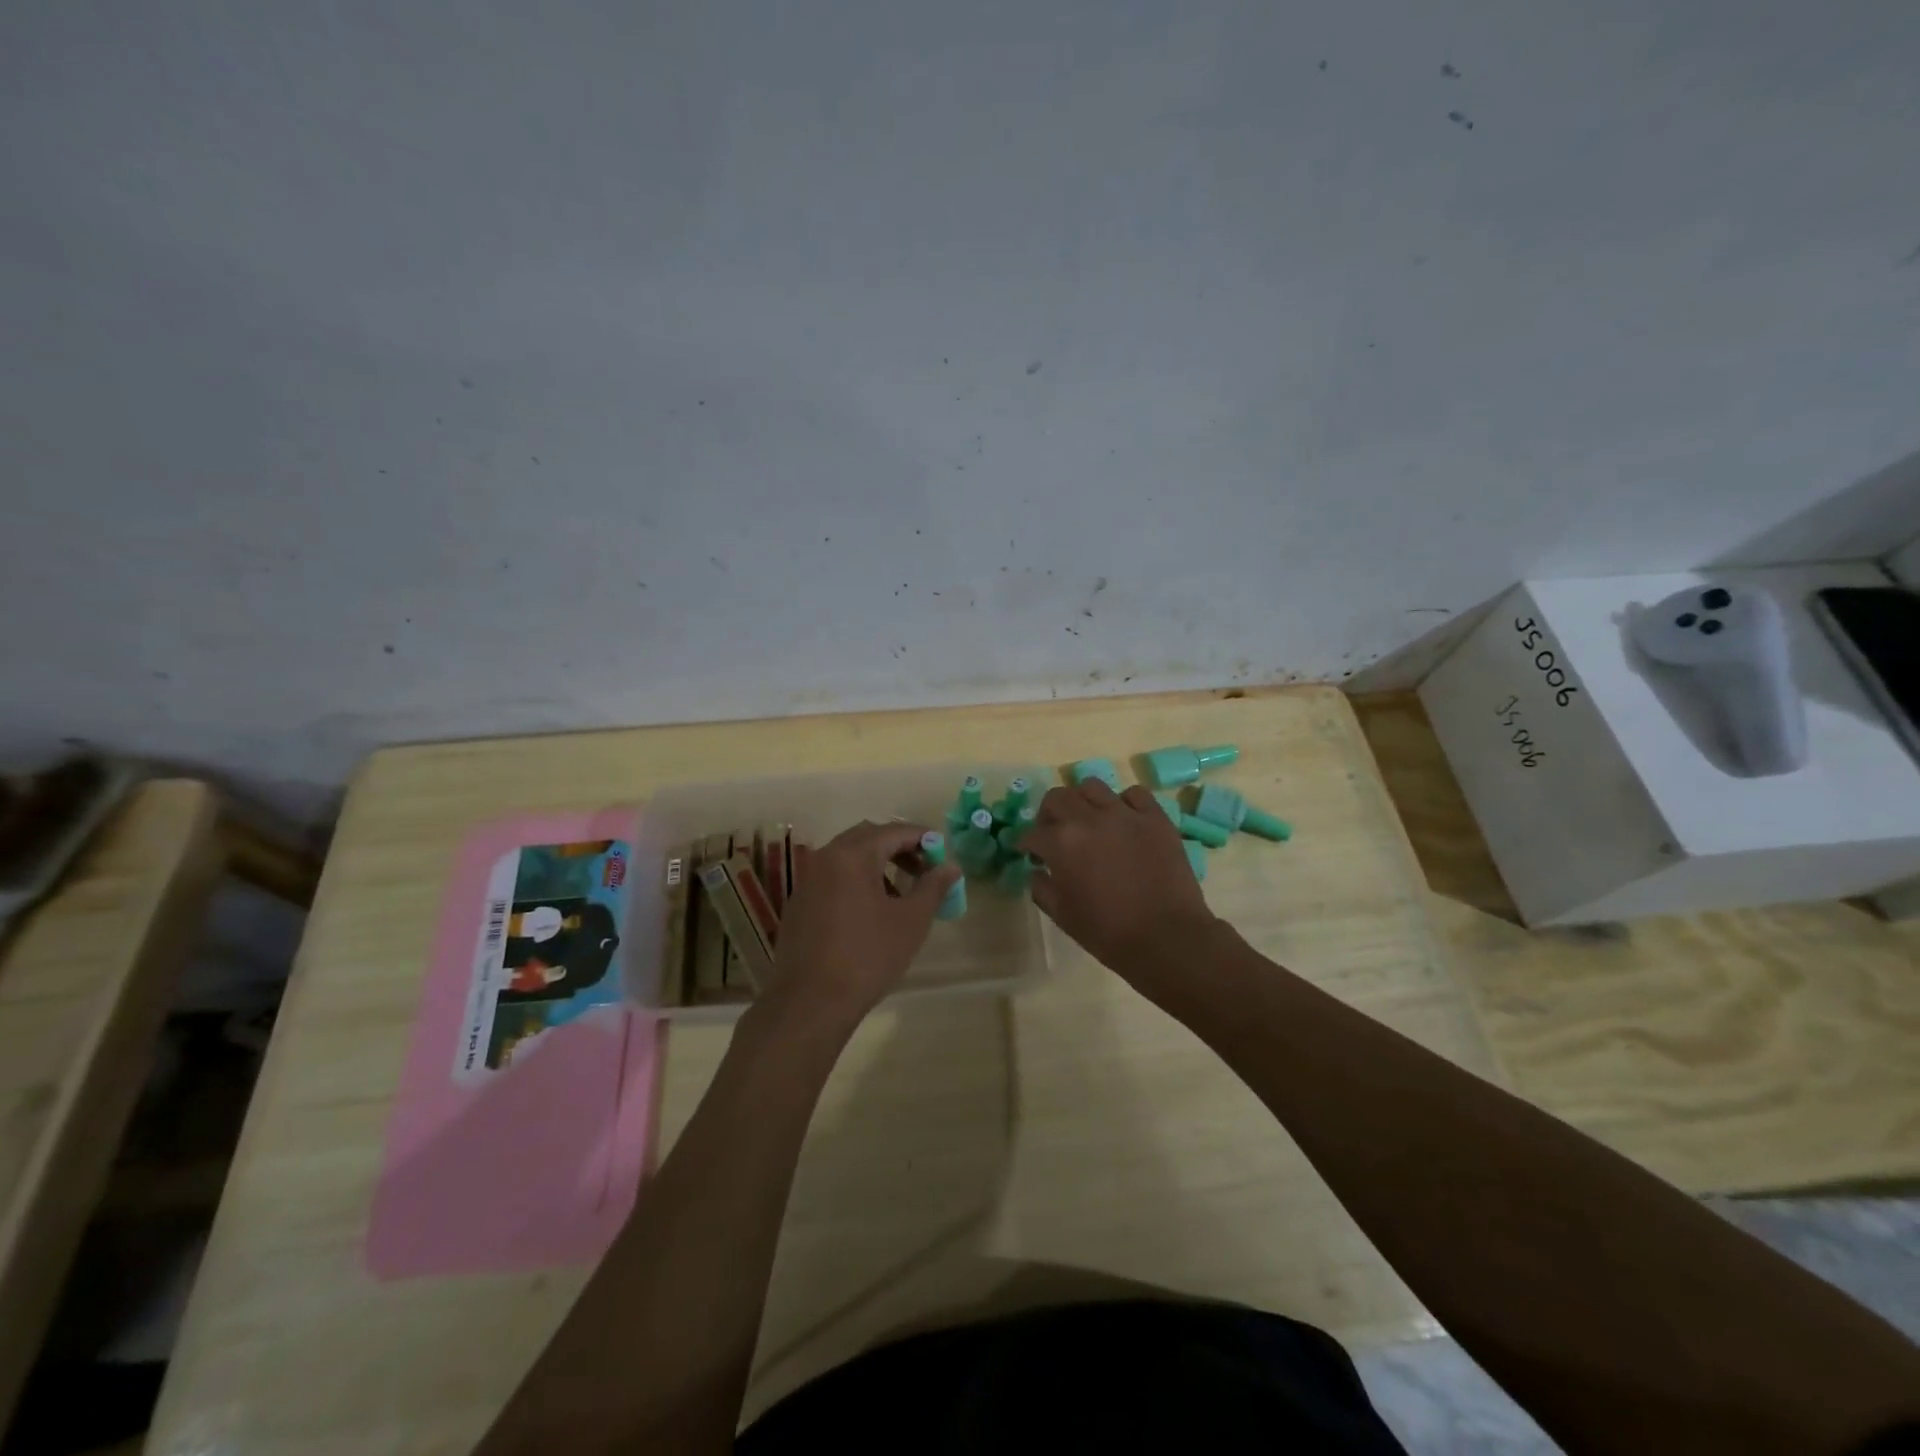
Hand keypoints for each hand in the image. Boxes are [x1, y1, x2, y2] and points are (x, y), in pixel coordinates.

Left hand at [762, 820, 962, 1032]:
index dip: (923, 838)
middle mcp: (824, 858)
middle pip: (867, 837)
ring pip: (847, 857)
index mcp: (852, 855)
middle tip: (923, 870)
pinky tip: (869, 913)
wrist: (810, 1003)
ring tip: (900, 895)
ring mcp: (806, 881)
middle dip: (899, 848)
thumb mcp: (911, 921)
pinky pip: (832, 878)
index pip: (894, 831)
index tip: (943, 855)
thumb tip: (951, 866)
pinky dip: (855, 882)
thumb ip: (933, 887)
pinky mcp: (798, 905)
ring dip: (877, 865)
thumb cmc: (868, 956)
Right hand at [1025, 780, 1217, 984]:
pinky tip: (1124, 820)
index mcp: (1061, 842)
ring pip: (1092, 786)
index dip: (1027, 844)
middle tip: (1054, 832)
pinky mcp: (1155, 817)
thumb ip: (1042, 888)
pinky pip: (1135, 794)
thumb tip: (1038, 871)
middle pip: (1058, 797)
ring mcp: (1124, 814)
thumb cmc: (1108, 932)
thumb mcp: (1062, 916)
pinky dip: (1124, 803)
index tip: (1030, 853)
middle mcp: (1089, 819)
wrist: (1166, 937)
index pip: (1032, 833)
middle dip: (1049, 814)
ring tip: (1088, 820)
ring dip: (1083, 801)